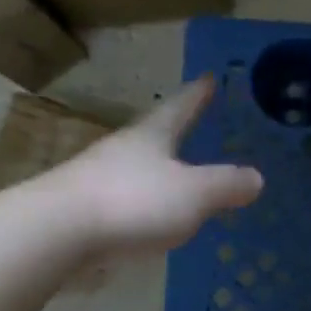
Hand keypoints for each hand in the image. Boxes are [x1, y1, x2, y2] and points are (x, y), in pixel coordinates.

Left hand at [47, 77, 262, 255]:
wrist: (54, 233)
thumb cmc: (132, 201)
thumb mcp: (193, 193)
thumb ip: (226, 185)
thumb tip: (256, 177)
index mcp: (150, 137)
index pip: (180, 108)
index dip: (198, 95)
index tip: (209, 78)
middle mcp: (120, 150)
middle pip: (151, 135)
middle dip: (172, 131)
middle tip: (192, 126)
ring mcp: (95, 179)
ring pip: (133, 168)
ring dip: (153, 169)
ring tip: (173, 177)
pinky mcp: (79, 211)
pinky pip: (119, 200)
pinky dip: (137, 204)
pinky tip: (144, 219)